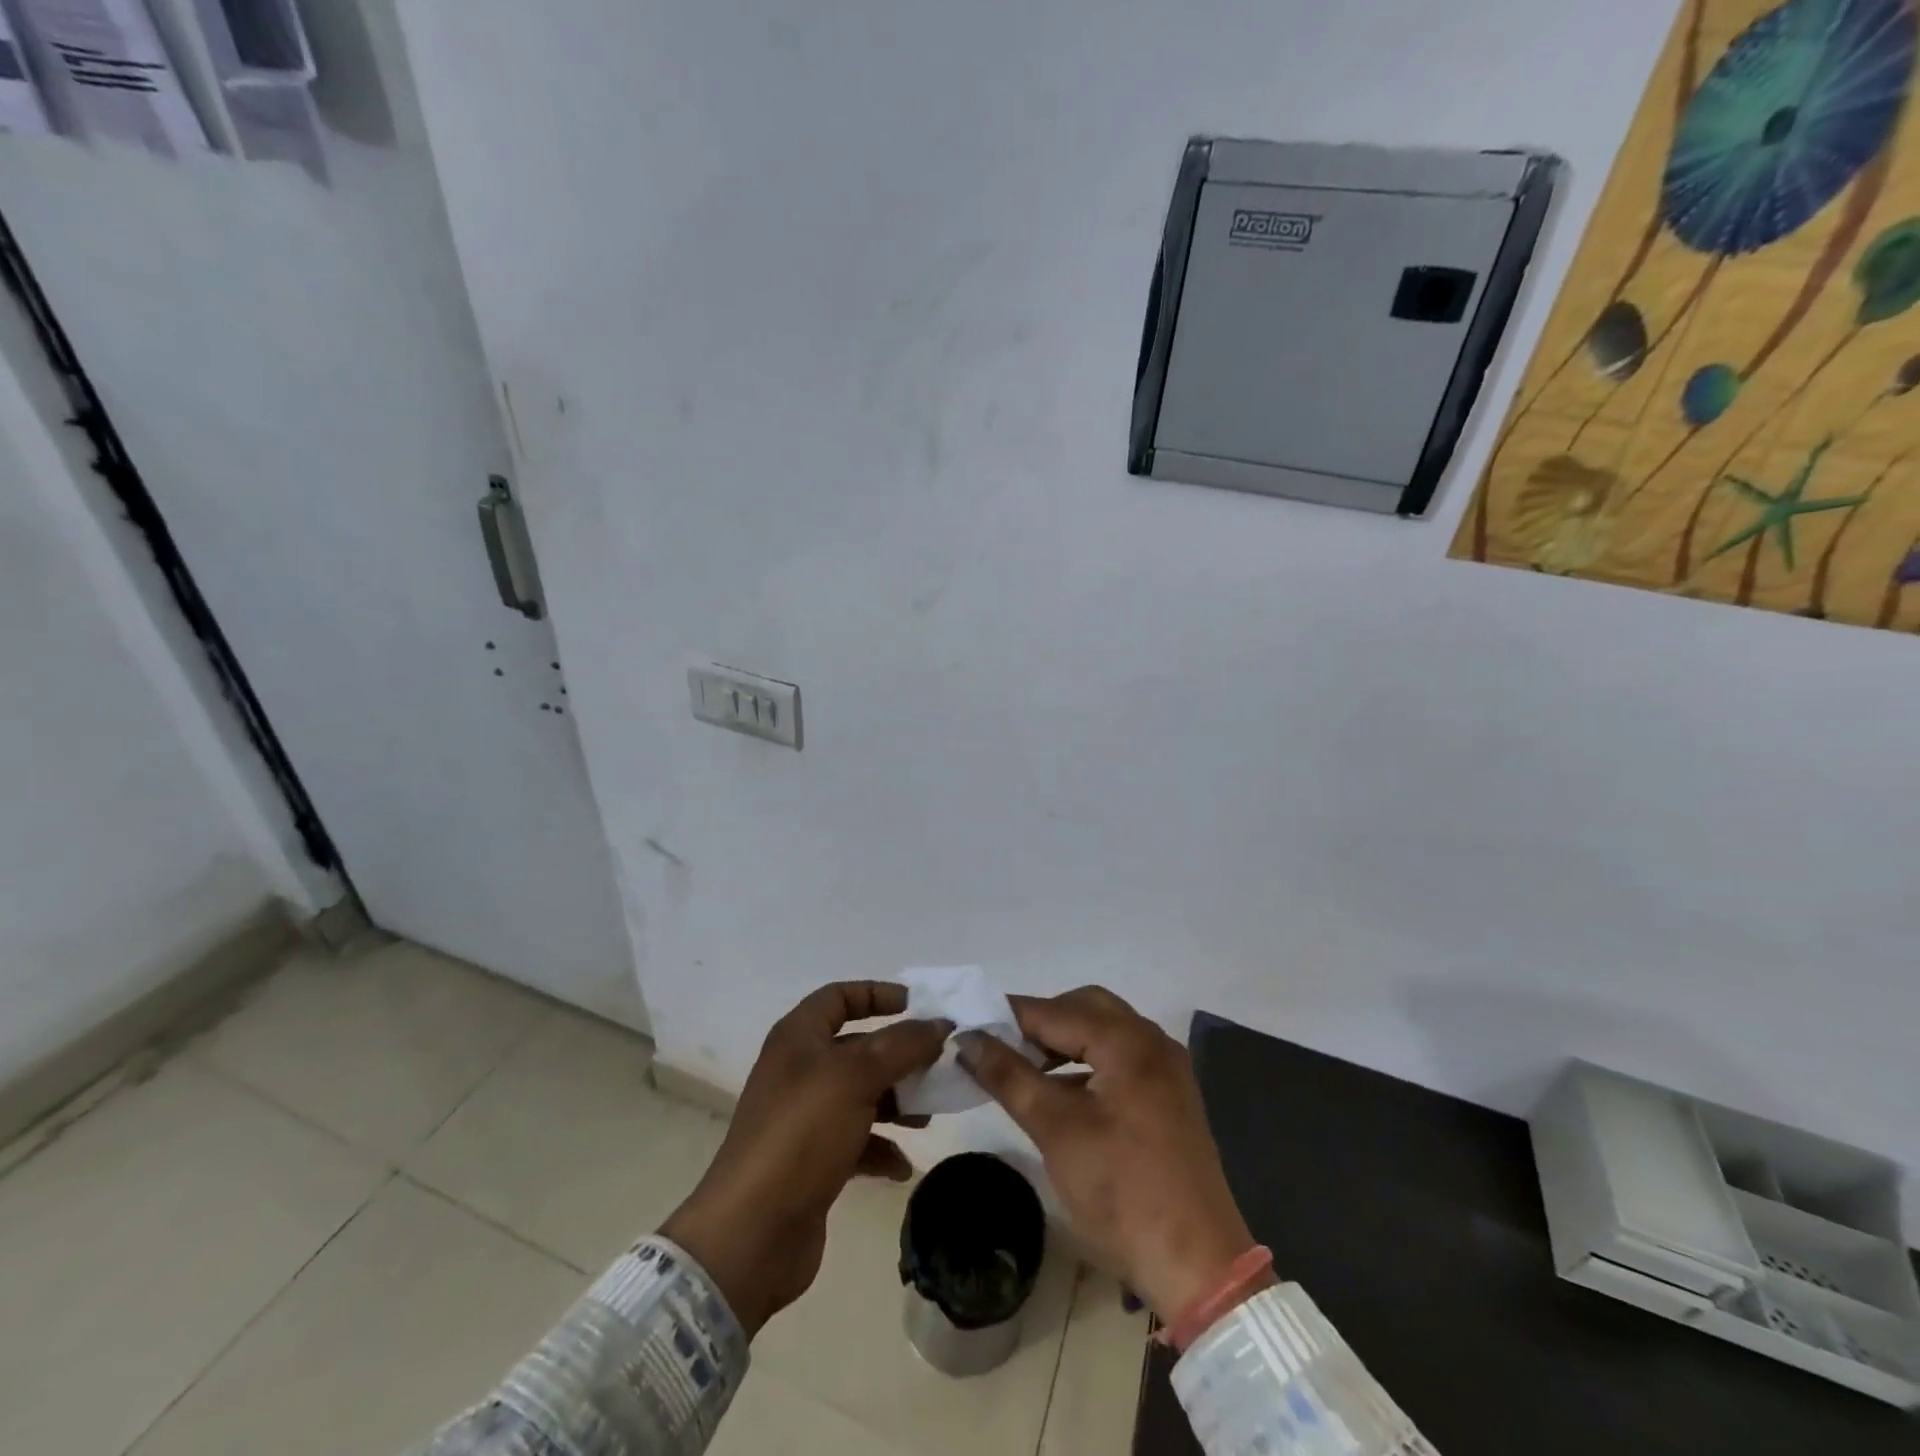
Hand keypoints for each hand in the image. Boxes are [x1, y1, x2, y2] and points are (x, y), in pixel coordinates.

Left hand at [659, 982, 949, 1336]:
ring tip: (927, 1117)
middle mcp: (799, 1071)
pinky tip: (902, 1166)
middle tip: (938, 1066)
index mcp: (798, 1038)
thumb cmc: (802, 1134)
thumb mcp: (857, 1076)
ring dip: (896, 1102)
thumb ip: (903, 1045)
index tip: (918, 1006)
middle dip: (898, 1056)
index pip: (839, 996)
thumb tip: (940, 1024)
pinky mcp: (811, 1162)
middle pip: (857, 1048)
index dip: (878, 994)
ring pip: (861, 1095)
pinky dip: (881, 1148)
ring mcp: (804, 1118)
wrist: (752, 1234)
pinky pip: (856, 1141)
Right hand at [957, 987, 1267, 1324]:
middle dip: (1040, 1022)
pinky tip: (1061, 1092)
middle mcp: (1152, 1041)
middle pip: (1085, 1008)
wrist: (1199, 1267)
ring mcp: (1166, 1069)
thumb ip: (1010, 1076)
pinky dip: (1087, 1062)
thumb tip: (968, 1039)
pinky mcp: (1170, 1097)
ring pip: (1104, 1032)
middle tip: (1000, 1046)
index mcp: (1128, 1041)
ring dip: (1063, 1041)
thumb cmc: (1123, 1192)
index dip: (1009, 1016)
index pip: (1055, 1011)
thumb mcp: (1056, 1130)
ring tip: (1023, 1068)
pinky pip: (1120, 1058)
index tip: (969, 1026)